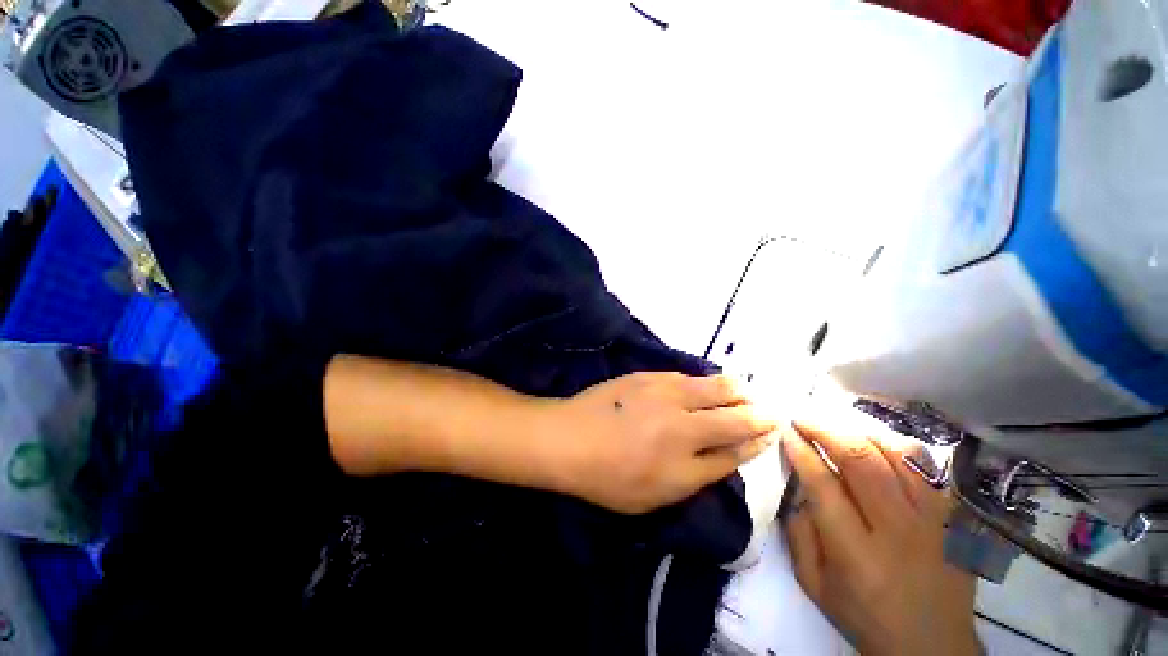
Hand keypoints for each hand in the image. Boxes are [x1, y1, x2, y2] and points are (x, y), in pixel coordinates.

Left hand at [548, 372, 776, 513]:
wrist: (569, 438)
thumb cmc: (607, 478)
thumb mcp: (655, 495)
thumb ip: (696, 475)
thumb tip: (726, 456)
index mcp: (685, 462)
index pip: (734, 450)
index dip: (756, 441)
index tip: (770, 433)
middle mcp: (682, 425)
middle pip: (732, 416)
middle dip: (755, 414)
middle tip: (766, 411)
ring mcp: (664, 394)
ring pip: (713, 388)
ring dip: (734, 390)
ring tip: (745, 391)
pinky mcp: (648, 375)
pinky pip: (686, 376)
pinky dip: (703, 380)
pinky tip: (706, 382)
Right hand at [781, 412, 978, 655]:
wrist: (932, 645)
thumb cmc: (865, 616)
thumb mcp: (814, 584)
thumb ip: (798, 535)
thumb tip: (798, 491)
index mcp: (856, 553)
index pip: (823, 484)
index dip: (801, 451)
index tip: (786, 433)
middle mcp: (897, 530)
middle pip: (861, 461)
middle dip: (825, 430)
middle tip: (803, 419)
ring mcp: (933, 521)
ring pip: (898, 455)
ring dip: (860, 432)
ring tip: (836, 426)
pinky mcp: (953, 517)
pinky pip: (928, 468)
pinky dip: (898, 447)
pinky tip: (877, 443)